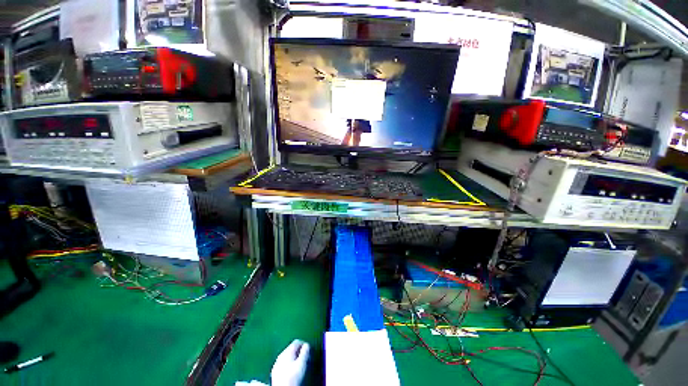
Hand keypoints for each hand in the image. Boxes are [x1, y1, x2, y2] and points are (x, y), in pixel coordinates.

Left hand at [271, 340, 309, 385]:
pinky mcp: (275, 372)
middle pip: (291, 349)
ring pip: (287, 356)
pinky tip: (292, 371)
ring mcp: (277, 364)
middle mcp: (280, 355)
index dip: (304, 344)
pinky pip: (284, 364)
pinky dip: (289, 365)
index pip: (297, 342)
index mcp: (287, 351)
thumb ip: (305, 352)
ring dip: (294, 358)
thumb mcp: (302, 363)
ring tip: (300, 365)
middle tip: (305, 358)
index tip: (309, 350)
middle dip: (299, 352)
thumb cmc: (293, 377)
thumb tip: (307, 345)